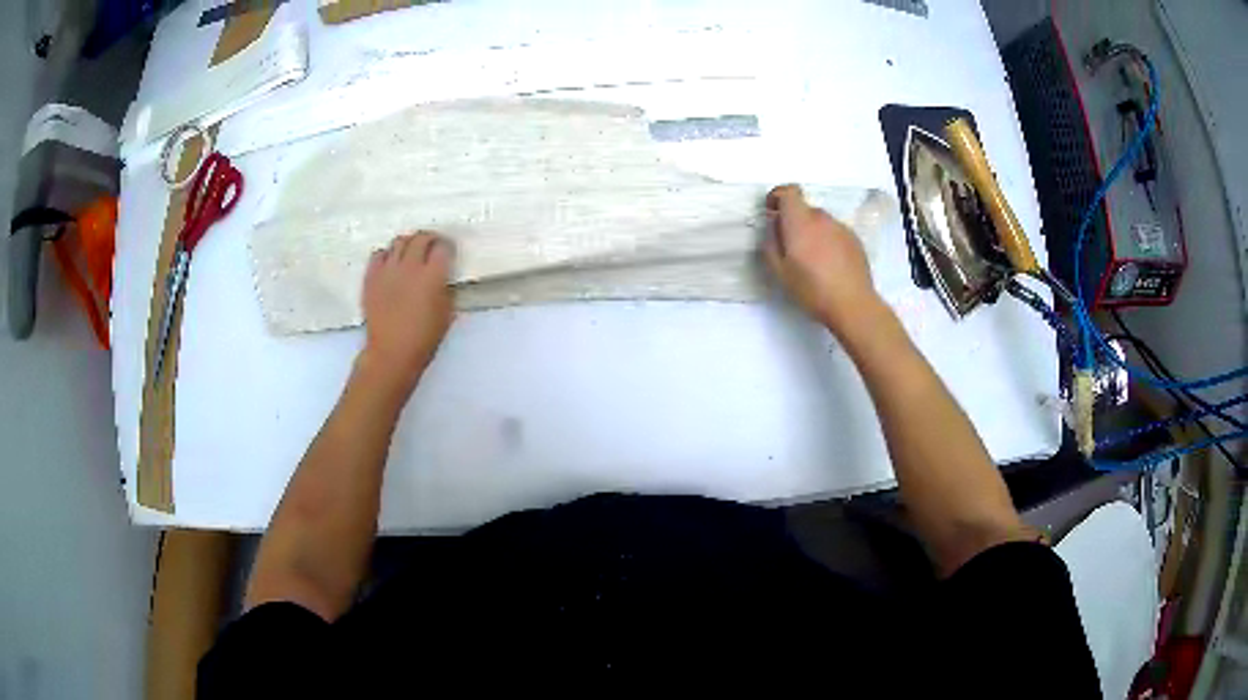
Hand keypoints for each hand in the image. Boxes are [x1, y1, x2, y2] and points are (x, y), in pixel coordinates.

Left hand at [359, 232, 455, 392]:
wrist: (391, 353)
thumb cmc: (424, 338)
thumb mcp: (447, 313)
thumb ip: (446, 289)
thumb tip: (443, 277)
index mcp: (433, 275)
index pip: (442, 247)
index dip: (447, 246)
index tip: (449, 251)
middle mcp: (410, 266)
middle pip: (420, 238)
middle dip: (429, 238)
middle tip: (432, 246)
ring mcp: (388, 270)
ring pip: (399, 241)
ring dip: (408, 243)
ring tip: (411, 253)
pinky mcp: (371, 277)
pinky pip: (378, 254)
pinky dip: (387, 254)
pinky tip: (390, 263)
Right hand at [763, 184, 882, 336]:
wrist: (853, 304)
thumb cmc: (812, 289)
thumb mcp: (780, 271)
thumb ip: (771, 243)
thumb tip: (773, 227)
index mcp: (801, 222)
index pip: (789, 191)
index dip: (778, 196)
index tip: (772, 212)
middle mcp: (822, 218)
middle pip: (804, 209)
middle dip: (795, 221)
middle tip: (791, 248)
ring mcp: (841, 228)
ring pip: (820, 222)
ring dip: (812, 232)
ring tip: (812, 260)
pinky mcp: (855, 240)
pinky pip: (834, 233)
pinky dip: (828, 241)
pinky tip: (829, 266)